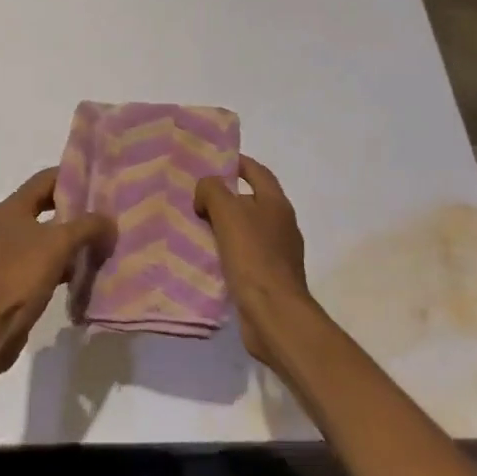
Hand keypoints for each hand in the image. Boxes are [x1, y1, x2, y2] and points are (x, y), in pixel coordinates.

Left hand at [0, 168, 116, 378]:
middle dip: (76, 208)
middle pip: (47, 206)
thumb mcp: (59, 245)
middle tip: (105, 211)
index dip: (72, 176)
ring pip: (47, 235)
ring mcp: (8, 252)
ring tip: (101, 239)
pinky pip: (43, 260)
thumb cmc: (20, 277)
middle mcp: (7, 225)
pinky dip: (63, 261)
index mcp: (12, 208)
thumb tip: (109, 220)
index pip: (45, 178)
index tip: (100, 180)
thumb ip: (87, 226)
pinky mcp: (13, 277)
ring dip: (72, 237)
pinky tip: (83, 270)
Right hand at [195, 156, 311, 366]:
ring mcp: (277, 252)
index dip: (236, 163)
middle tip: (196, 197)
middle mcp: (281, 224)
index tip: (212, 162)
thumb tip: (205, 191)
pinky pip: (244, 254)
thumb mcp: (228, 213)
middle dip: (225, 196)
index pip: (257, 172)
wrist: (274, 313)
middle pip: (251, 200)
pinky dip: (226, 250)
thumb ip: (213, 191)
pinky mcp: (268, 276)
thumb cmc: (253, 256)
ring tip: (195, 225)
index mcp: (276, 203)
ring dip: (224, 225)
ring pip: (246, 228)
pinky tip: (207, 256)